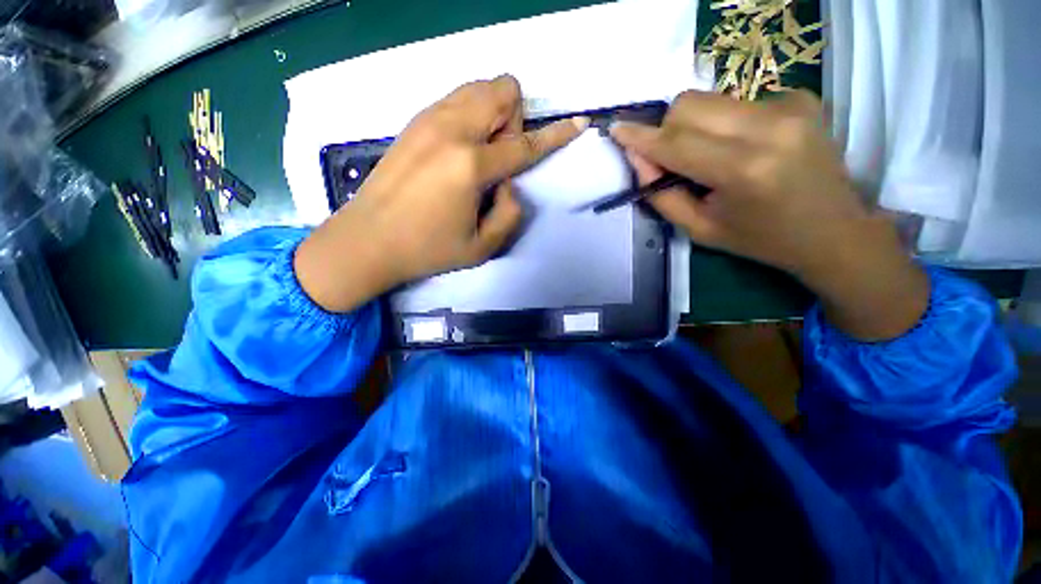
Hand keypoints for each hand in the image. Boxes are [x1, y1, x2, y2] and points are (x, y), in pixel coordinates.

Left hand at [295, 75, 586, 312]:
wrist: (369, 239)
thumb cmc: (428, 250)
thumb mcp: (483, 247)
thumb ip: (510, 213)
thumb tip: (510, 184)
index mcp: (470, 166)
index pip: (525, 144)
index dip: (556, 135)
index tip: (578, 123)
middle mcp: (451, 130)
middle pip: (502, 91)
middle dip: (513, 121)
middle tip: (499, 158)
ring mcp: (428, 120)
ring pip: (478, 87)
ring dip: (492, 114)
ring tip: (479, 153)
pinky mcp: (413, 121)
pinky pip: (455, 98)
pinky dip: (470, 114)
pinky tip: (459, 148)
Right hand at [612, 90, 927, 340]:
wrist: (834, 231)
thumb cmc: (760, 239)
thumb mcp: (699, 230)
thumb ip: (662, 194)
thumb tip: (640, 159)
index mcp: (744, 171)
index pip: (676, 142)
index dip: (641, 137)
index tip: (617, 130)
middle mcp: (770, 127)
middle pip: (689, 104)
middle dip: (667, 129)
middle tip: (671, 158)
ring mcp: (790, 106)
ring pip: (710, 99)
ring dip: (694, 127)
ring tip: (710, 157)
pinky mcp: (801, 97)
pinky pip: (736, 101)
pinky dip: (724, 124)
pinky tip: (743, 147)